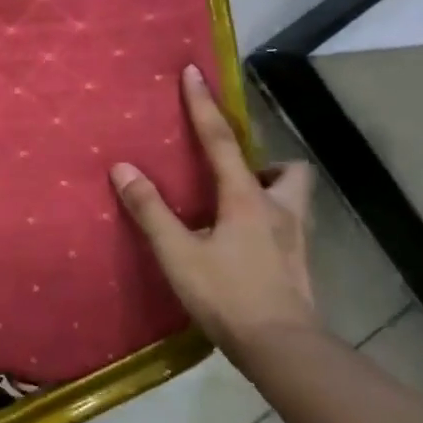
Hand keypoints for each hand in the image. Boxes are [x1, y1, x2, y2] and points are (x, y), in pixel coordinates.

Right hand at [109, 65, 318, 365]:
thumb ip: (150, 211)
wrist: (283, 350)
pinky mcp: (299, 267)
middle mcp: (279, 211)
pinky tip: (245, 248)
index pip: (221, 142)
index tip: (194, 72)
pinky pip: (287, 229)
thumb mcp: (178, 254)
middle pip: (288, 170)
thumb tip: (123, 168)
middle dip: (266, 163)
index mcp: (247, 200)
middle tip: (236, 174)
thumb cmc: (228, 296)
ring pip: (294, 200)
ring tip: (237, 209)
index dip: (204, 106)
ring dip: (272, 192)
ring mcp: (296, 240)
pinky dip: (268, 225)